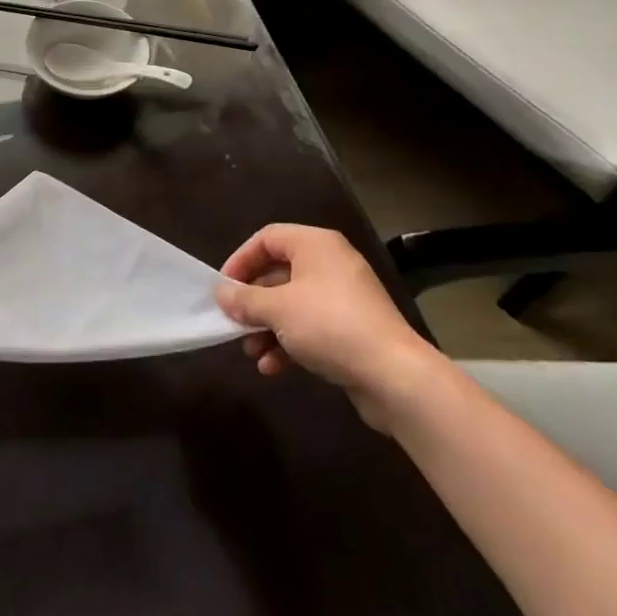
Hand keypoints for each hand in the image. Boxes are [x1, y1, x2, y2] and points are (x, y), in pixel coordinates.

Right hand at [215, 225, 445, 430]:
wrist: (395, 376)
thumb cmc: (329, 325)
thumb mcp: (277, 309)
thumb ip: (245, 299)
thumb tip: (221, 294)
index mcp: (315, 245)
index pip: (267, 238)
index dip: (240, 260)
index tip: (224, 287)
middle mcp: (331, 264)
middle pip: (278, 273)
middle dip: (253, 302)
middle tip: (234, 322)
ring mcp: (344, 298)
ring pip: (293, 304)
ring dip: (267, 327)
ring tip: (251, 352)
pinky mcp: (353, 330)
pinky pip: (311, 327)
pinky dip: (290, 343)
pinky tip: (273, 368)